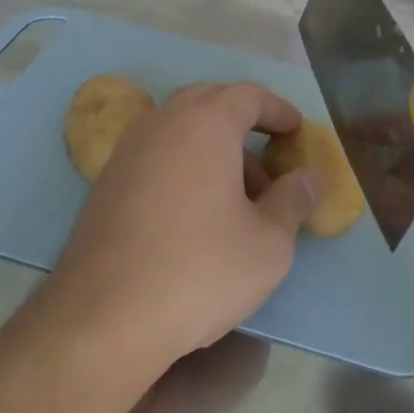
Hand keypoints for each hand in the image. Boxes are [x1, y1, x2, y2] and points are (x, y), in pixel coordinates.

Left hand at [46, 81, 320, 368]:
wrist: (104, 317)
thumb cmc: (199, 271)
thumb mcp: (268, 243)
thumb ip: (294, 200)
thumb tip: (309, 176)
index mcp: (204, 124)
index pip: (247, 95)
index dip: (278, 109)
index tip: (297, 130)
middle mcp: (160, 124)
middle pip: (207, 102)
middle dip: (242, 122)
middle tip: (268, 158)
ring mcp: (125, 152)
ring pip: (178, 130)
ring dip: (212, 148)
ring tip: (237, 198)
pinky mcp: (104, 184)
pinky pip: (154, 156)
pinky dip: (182, 166)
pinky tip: (195, 214)